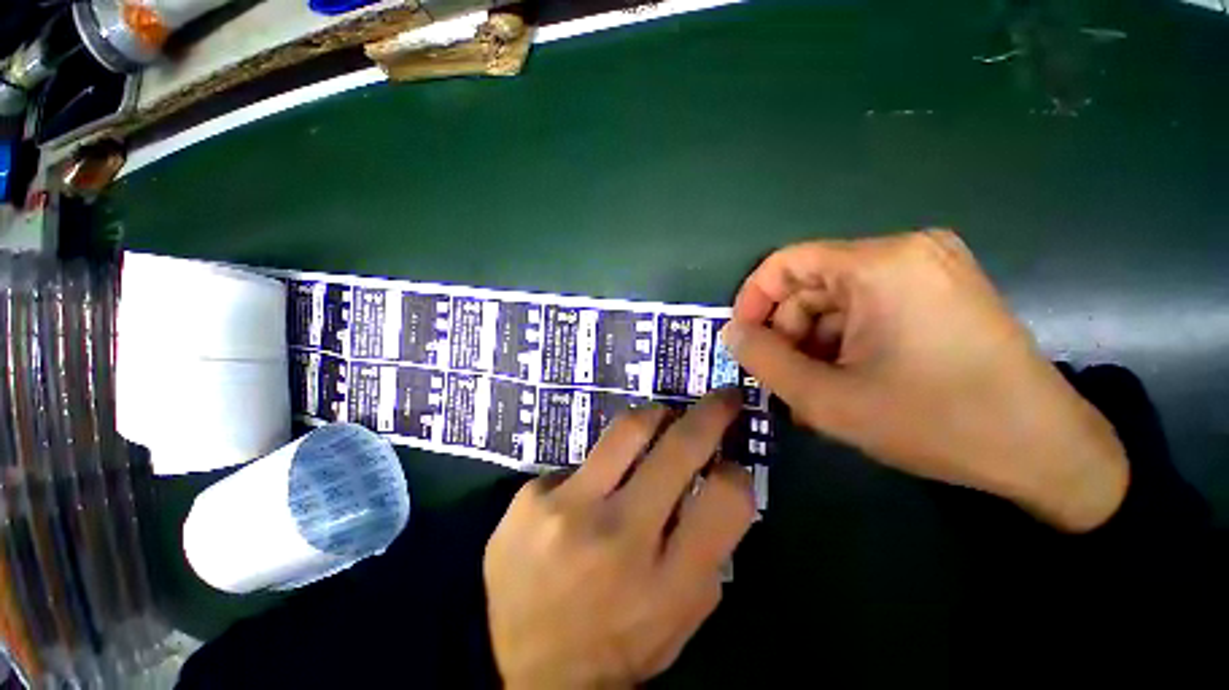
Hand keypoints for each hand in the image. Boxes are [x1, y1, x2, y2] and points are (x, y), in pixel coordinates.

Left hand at [484, 390, 754, 687]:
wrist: (514, 666)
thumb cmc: (611, 648)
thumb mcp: (677, 621)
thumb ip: (706, 553)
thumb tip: (719, 480)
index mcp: (668, 583)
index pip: (726, 498)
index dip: (737, 472)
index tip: (730, 463)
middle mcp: (620, 537)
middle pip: (680, 447)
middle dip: (710, 413)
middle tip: (721, 398)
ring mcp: (569, 509)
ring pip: (629, 428)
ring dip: (656, 416)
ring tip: (661, 418)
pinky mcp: (532, 496)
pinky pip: (583, 460)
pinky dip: (600, 466)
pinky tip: (588, 492)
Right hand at [722, 230, 1128, 532]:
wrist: (1045, 451)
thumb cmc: (934, 422)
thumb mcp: (827, 399)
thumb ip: (765, 361)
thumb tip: (732, 333)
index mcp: (879, 265)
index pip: (784, 264)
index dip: (752, 301)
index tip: (744, 342)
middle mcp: (905, 250)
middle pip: (811, 284)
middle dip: (788, 332)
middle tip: (784, 380)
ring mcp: (929, 267)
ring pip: (837, 299)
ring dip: (815, 342)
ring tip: (815, 390)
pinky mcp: (941, 288)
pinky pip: (868, 306)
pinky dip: (845, 340)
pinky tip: (847, 379)